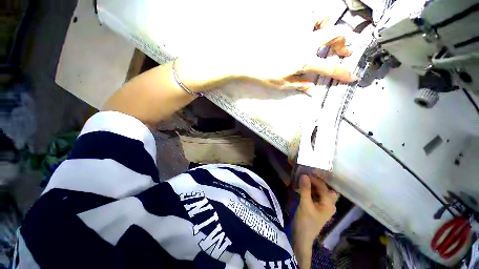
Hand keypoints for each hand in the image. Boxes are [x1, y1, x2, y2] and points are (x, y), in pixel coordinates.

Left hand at [176, 25, 355, 92]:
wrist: (247, 59)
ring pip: (324, 18)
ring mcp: (298, 30)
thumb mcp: (283, 84)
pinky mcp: (289, 24)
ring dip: (329, 28)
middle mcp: (305, 41)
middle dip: (344, 43)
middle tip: (342, 52)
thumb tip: (312, 89)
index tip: (351, 77)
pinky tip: (309, 32)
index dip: (342, 73)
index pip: (329, 68)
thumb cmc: (263, 73)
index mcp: (304, 60)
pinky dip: (314, 22)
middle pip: (336, 34)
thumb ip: (300, 84)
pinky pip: (308, 16)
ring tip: (325, 38)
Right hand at [293, 174, 337, 247]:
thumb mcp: (305, 205)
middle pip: (327, 189)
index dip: (314, 179)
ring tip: (305, 179)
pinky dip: (311, 190)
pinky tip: (304, 187)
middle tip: (309, 174)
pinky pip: (316, 195)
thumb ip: (305, 190)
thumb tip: (304, 175)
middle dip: (320, 181)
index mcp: (329, 204)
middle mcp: (329, 204)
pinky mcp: (317, 207)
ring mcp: (323, 206)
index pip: (323, 187)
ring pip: (322, 191)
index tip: (304, 172)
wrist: (301, 236)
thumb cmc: (305, 222)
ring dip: (315, 185)